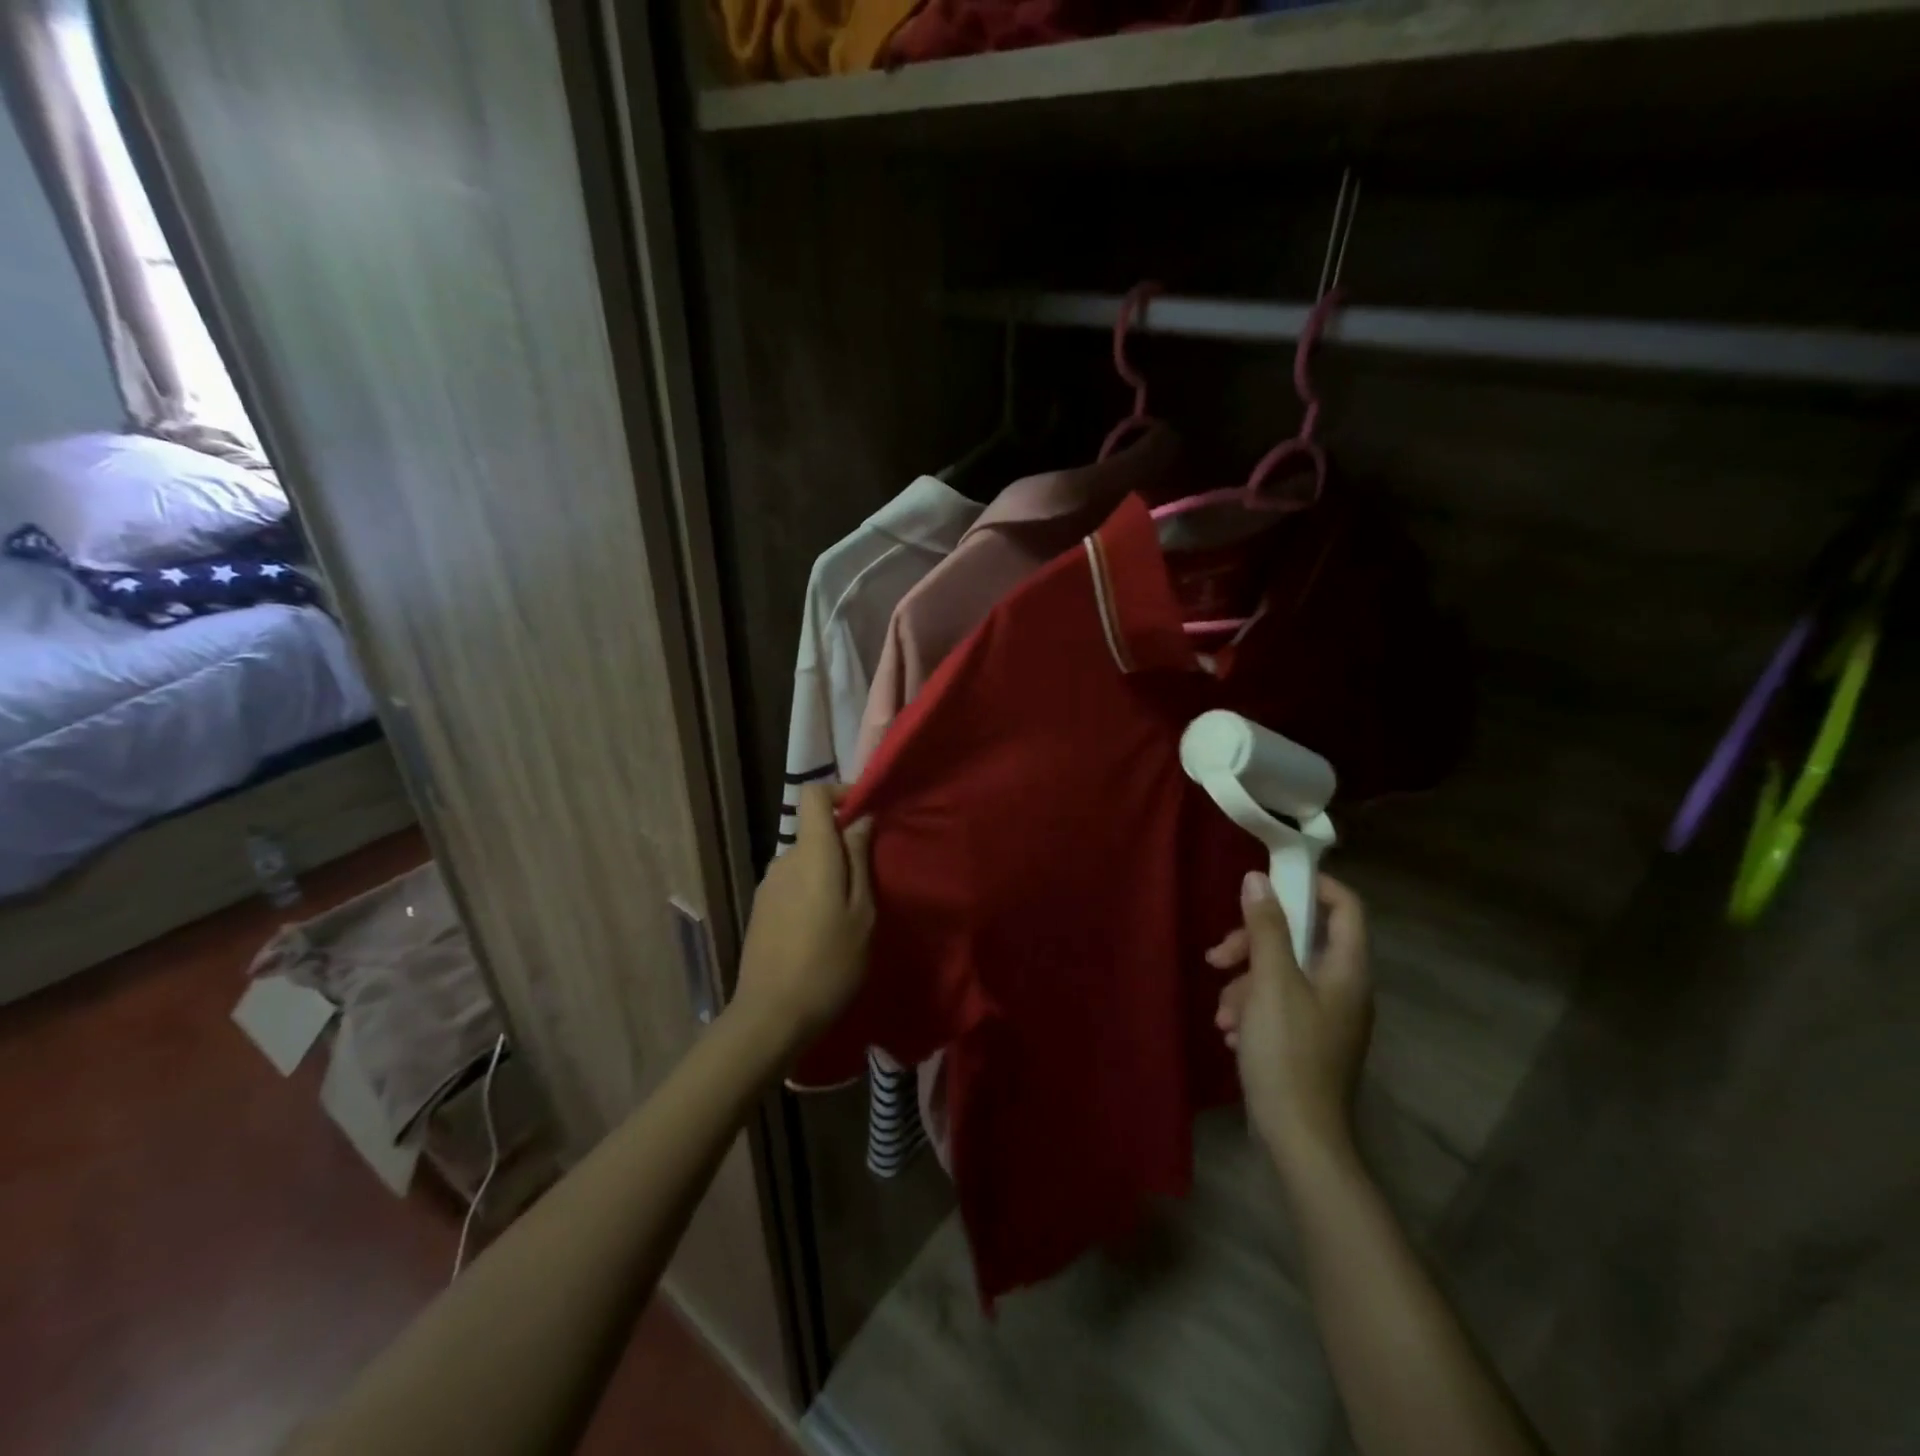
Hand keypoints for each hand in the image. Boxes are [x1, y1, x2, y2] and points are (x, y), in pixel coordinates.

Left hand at [731, 784, 874, 1056]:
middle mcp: (783, 860)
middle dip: (843, 844)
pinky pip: (792, 883)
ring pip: (805, 861)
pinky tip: (822, 929)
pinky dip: (812, 891)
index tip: (866, 812)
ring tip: (849, 911)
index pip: (814, 795)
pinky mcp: (760, 909)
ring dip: (828, 873)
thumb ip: (859, 860)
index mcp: (811, 854)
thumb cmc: (829, 963)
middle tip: (871, 879)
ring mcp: (767, 885)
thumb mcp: (861, 913)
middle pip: (814, 832)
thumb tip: (860, 820)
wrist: (771, 1016)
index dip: (840, 792)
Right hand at [1208, 872, 1372, 1177]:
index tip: (1268, 884)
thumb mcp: (1271, 982)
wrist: (1298, 1137)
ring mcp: (1325, 1016)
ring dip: (1244, 982)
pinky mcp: (1307, 1039)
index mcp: (1347, 969)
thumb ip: (1266, 927)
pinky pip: (1276, 1003)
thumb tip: (1257, 879)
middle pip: (1300, 939)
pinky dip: (1251, 1008)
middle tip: (1219, 956)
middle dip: (1253, 942)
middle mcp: (1342, 988)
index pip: (1345, 906)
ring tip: (1222, 1012)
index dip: (1312, 885)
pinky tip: (1231, 1031)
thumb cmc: (1288, 1051)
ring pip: (1280, 972)